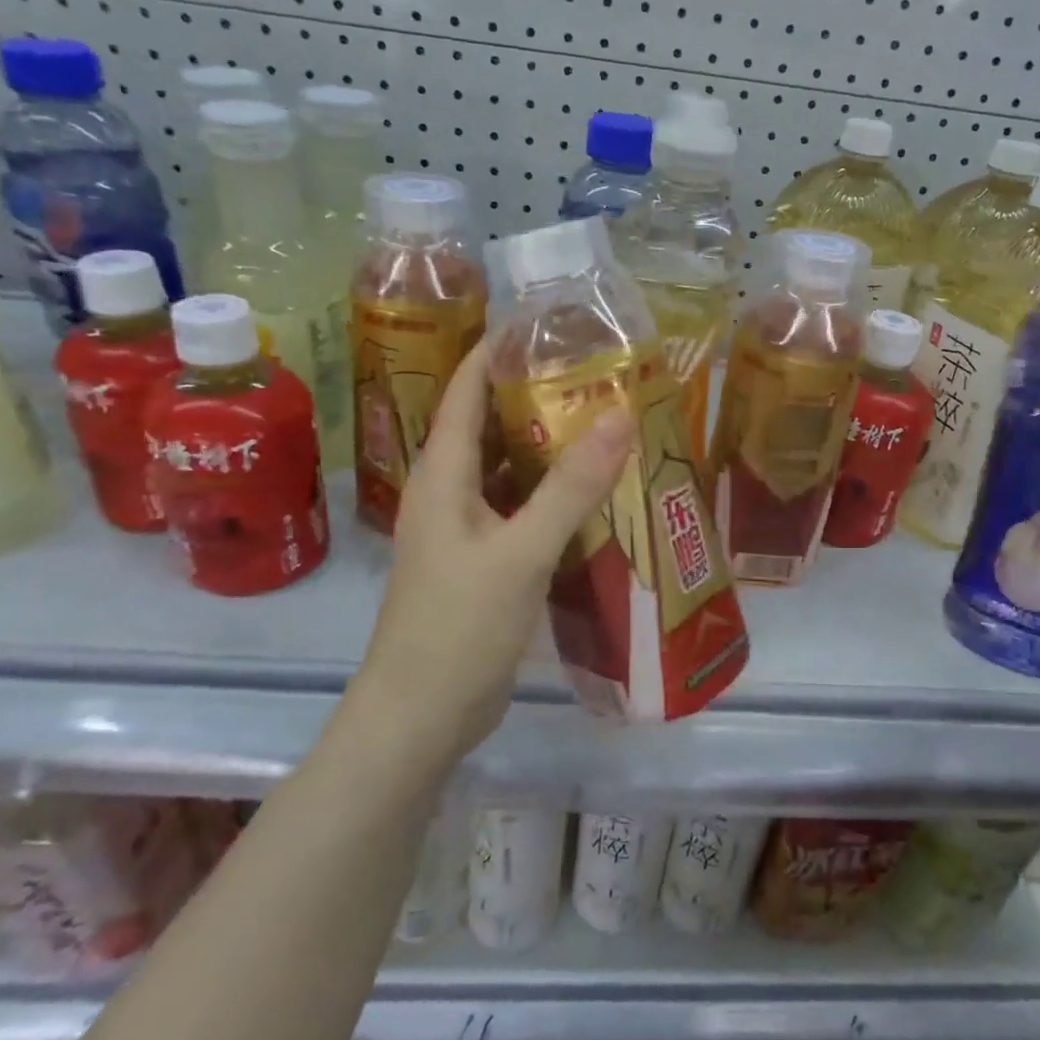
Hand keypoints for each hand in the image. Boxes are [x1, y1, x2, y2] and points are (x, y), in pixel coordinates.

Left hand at [355, 340, 634, 765]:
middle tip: (596, 372)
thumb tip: (620, 415)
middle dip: (535, 393)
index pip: (465, 389)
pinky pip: (519, 510)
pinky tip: (594, 494)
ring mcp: (465, 530)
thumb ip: (571, 487)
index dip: (497, 348)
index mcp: (442, 474)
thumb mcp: (521, 553)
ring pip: (507, 469)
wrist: (420, 718)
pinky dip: (551, 495)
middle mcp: (449, 492)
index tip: (548, 322)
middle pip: (489, 424)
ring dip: (547, 446)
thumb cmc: (458, 628)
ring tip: (604, 422)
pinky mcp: (483, 562)